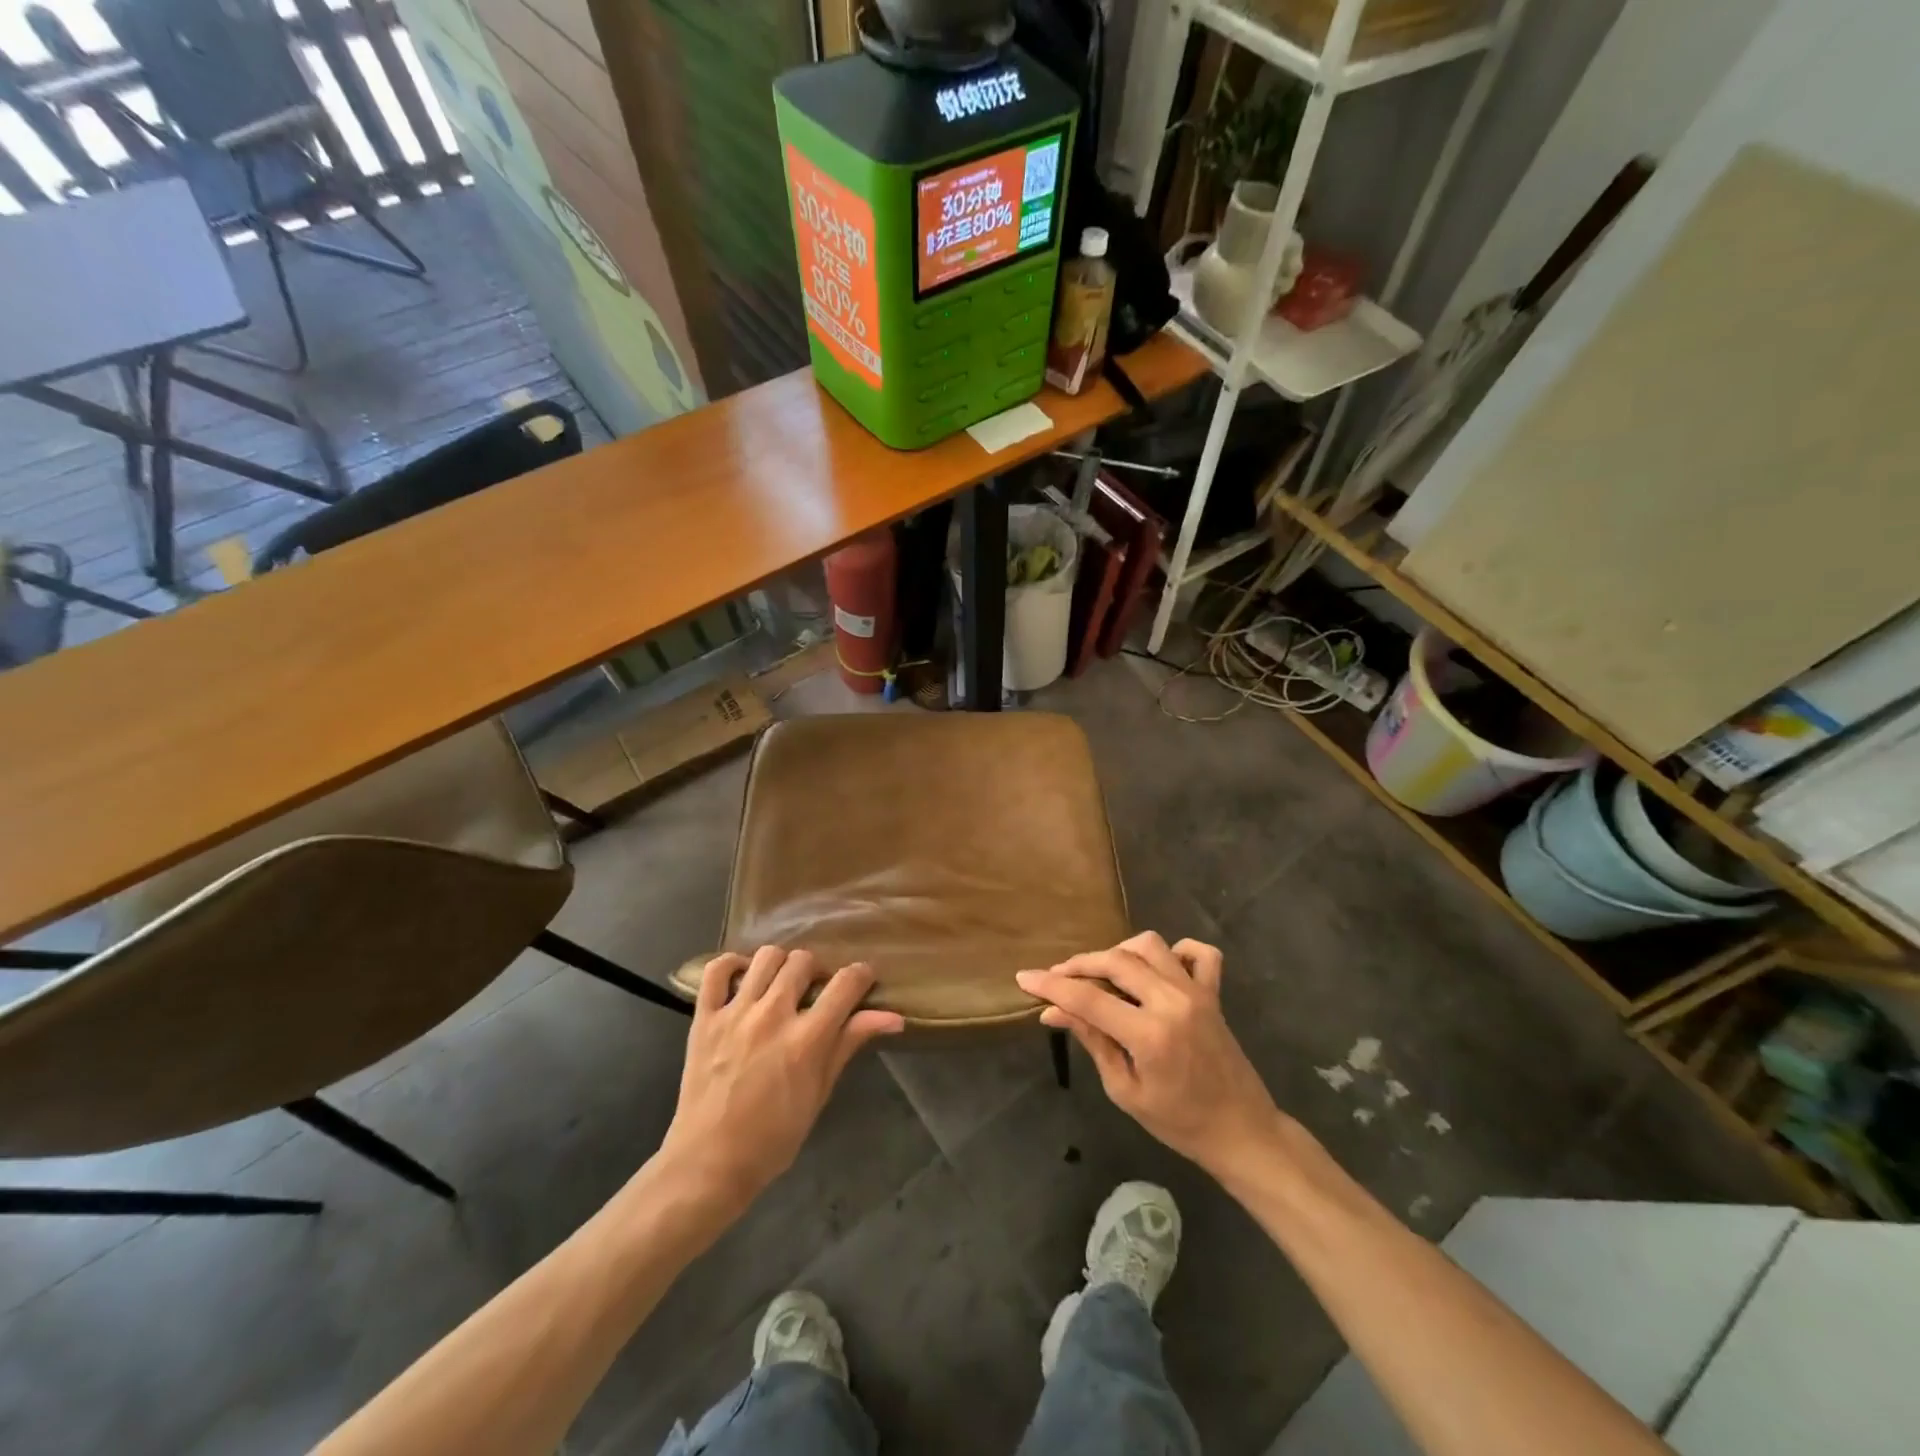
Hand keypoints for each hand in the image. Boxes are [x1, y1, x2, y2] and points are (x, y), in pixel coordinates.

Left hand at [657, 947, 903, 1217]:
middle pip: (804, 961)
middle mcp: (773, 1015)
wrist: (709, 1163)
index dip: (861, 975)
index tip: (862, 981)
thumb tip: (893, 1017)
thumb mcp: (820, 1092)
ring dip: (780, 965)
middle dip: (817, 970)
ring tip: (780, 986)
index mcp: (807, 1039)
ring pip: (766, 956)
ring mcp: (735, 1013)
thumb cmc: (773, 1137)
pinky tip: (743, 979)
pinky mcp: (704, 1017)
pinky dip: (732, 965)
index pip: (845, 983)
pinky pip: (717, 970)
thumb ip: (850, 1043)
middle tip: (814, 992)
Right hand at [1017, 933, 1283, 1179]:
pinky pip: (1198, 953)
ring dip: (1119, 952)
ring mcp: (1197, 993)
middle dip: (1079, 964)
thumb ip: (1092, 1042)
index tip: (1024, 978)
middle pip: (1116, 960)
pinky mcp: (1214, 993)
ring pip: (1149, 945)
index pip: (1088, 997)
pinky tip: (1157, 968)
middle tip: (1056, 978)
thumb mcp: (1125, 1090)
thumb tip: (1053, 1012)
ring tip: (1102, 973)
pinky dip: (1175, 952)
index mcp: (1149, 1034)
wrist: (1241, 1132)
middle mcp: (1173, 1002)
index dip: (1051, 985)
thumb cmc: (1179, 1122)